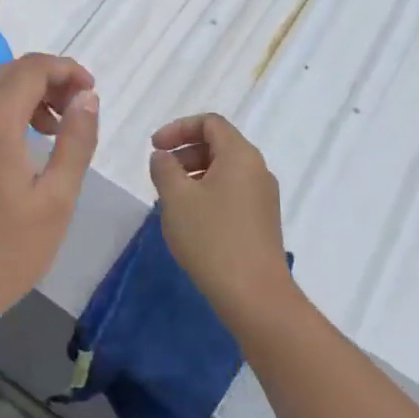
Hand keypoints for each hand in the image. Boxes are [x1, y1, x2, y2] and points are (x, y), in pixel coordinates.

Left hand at [0, 54, 99, 337]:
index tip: (92, 91)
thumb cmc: (5, 254)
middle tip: (77, 108)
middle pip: (8, 72)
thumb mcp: (56, 200)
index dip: (66, 69)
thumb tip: (87, 97)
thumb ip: (75, 140)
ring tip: (54, 127)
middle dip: (47, 79)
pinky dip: (1, 109)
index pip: (31, 68)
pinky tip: (21, 142)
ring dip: (24, 93)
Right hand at [149, 114, 292, 322]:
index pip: (210, 123)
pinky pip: (231, 192)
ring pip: (224, 171)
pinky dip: (207, 193)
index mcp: (240, 155)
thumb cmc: (212, 238)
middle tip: (160, 173)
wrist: (254, 294)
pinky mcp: (262, 221)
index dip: (178, 128)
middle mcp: (257, 170)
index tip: (155, 148)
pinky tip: (190, 220)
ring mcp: (263, 197)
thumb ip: (164, 168)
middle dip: (184, 152)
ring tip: (170, 199)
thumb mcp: (176, 198)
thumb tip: (164, 157)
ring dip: (194, 174)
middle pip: (218, 144)